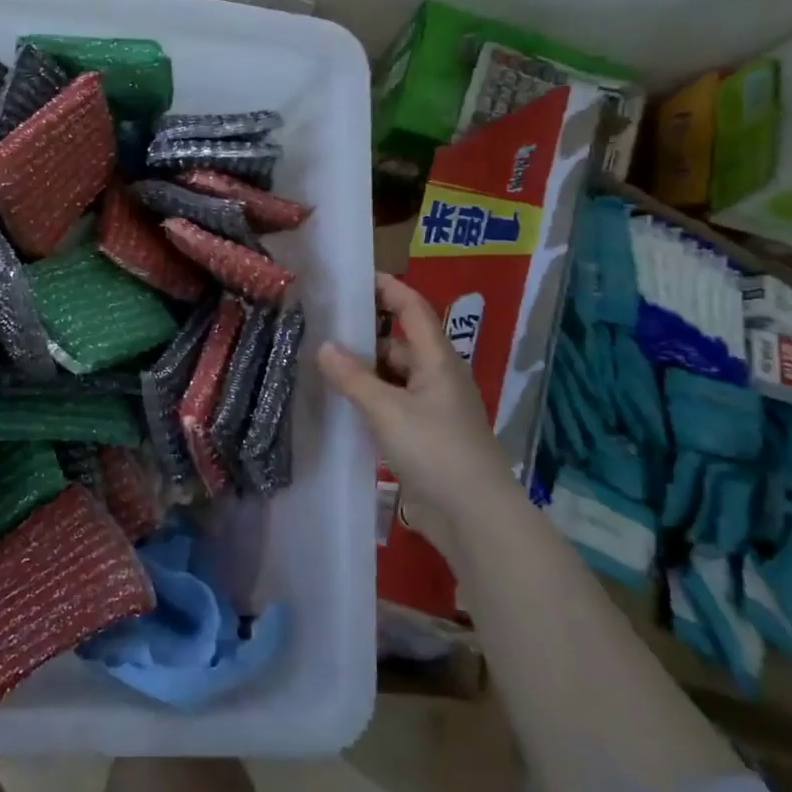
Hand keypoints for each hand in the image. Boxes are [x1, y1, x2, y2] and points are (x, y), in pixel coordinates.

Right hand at [318, 273, 513, 521]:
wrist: (471, 514)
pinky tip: (339, 401)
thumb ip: (353, 378)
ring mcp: (429, 408)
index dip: (388, 289)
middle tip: (321, 324)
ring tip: (320, 361)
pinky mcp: (421, 435)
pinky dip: (367, 397)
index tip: (355, 278)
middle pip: (399, 341)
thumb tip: (324, 347)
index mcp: (437, 360)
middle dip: (364, 332)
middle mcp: (435, 377)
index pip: (413, 309)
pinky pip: (390, 404)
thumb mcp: (388, 409)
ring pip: (392, 375)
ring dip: (362, 369)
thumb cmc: (434, 449)